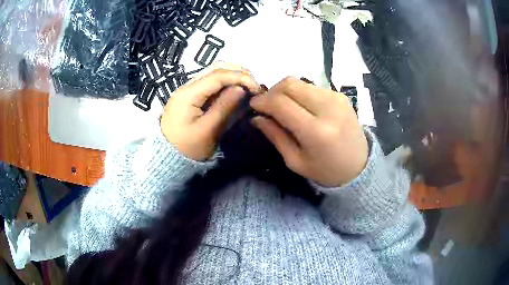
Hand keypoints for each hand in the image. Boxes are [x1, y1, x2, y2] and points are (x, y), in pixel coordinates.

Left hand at [161, 64, 260, 160]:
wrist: (167, 156)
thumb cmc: (187, 147)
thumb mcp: (207, 131)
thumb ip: (224, 108)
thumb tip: (241, 89)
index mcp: (188, 93)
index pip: (217, 75)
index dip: (240, 77)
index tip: (256, 88)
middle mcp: (187, 86)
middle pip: (215, 69)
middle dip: (238, 73)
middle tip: (254, 86)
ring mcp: (189, 90)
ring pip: (213, 74)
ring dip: (233, 77)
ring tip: (248, 88)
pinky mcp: (191, 96)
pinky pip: (211, 84)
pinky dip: (226, 84)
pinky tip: (235, 92)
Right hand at [250, 76, 367, 186]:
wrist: (359, 165)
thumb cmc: (326, 170)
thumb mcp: (296, 161)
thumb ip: (276, 136)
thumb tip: (256, 117)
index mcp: (316, 131)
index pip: (281, 103)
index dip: (262, 101)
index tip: (253, 106)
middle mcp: (328, 108)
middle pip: (289, 84)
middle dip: (272, 91)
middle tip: (267, 106)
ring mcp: (336, 98)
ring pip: (300, 82)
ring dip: (285, 91)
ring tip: (283, 107)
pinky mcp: (341, 95)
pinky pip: (312, 86)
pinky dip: (300, 93)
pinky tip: (301, 107)